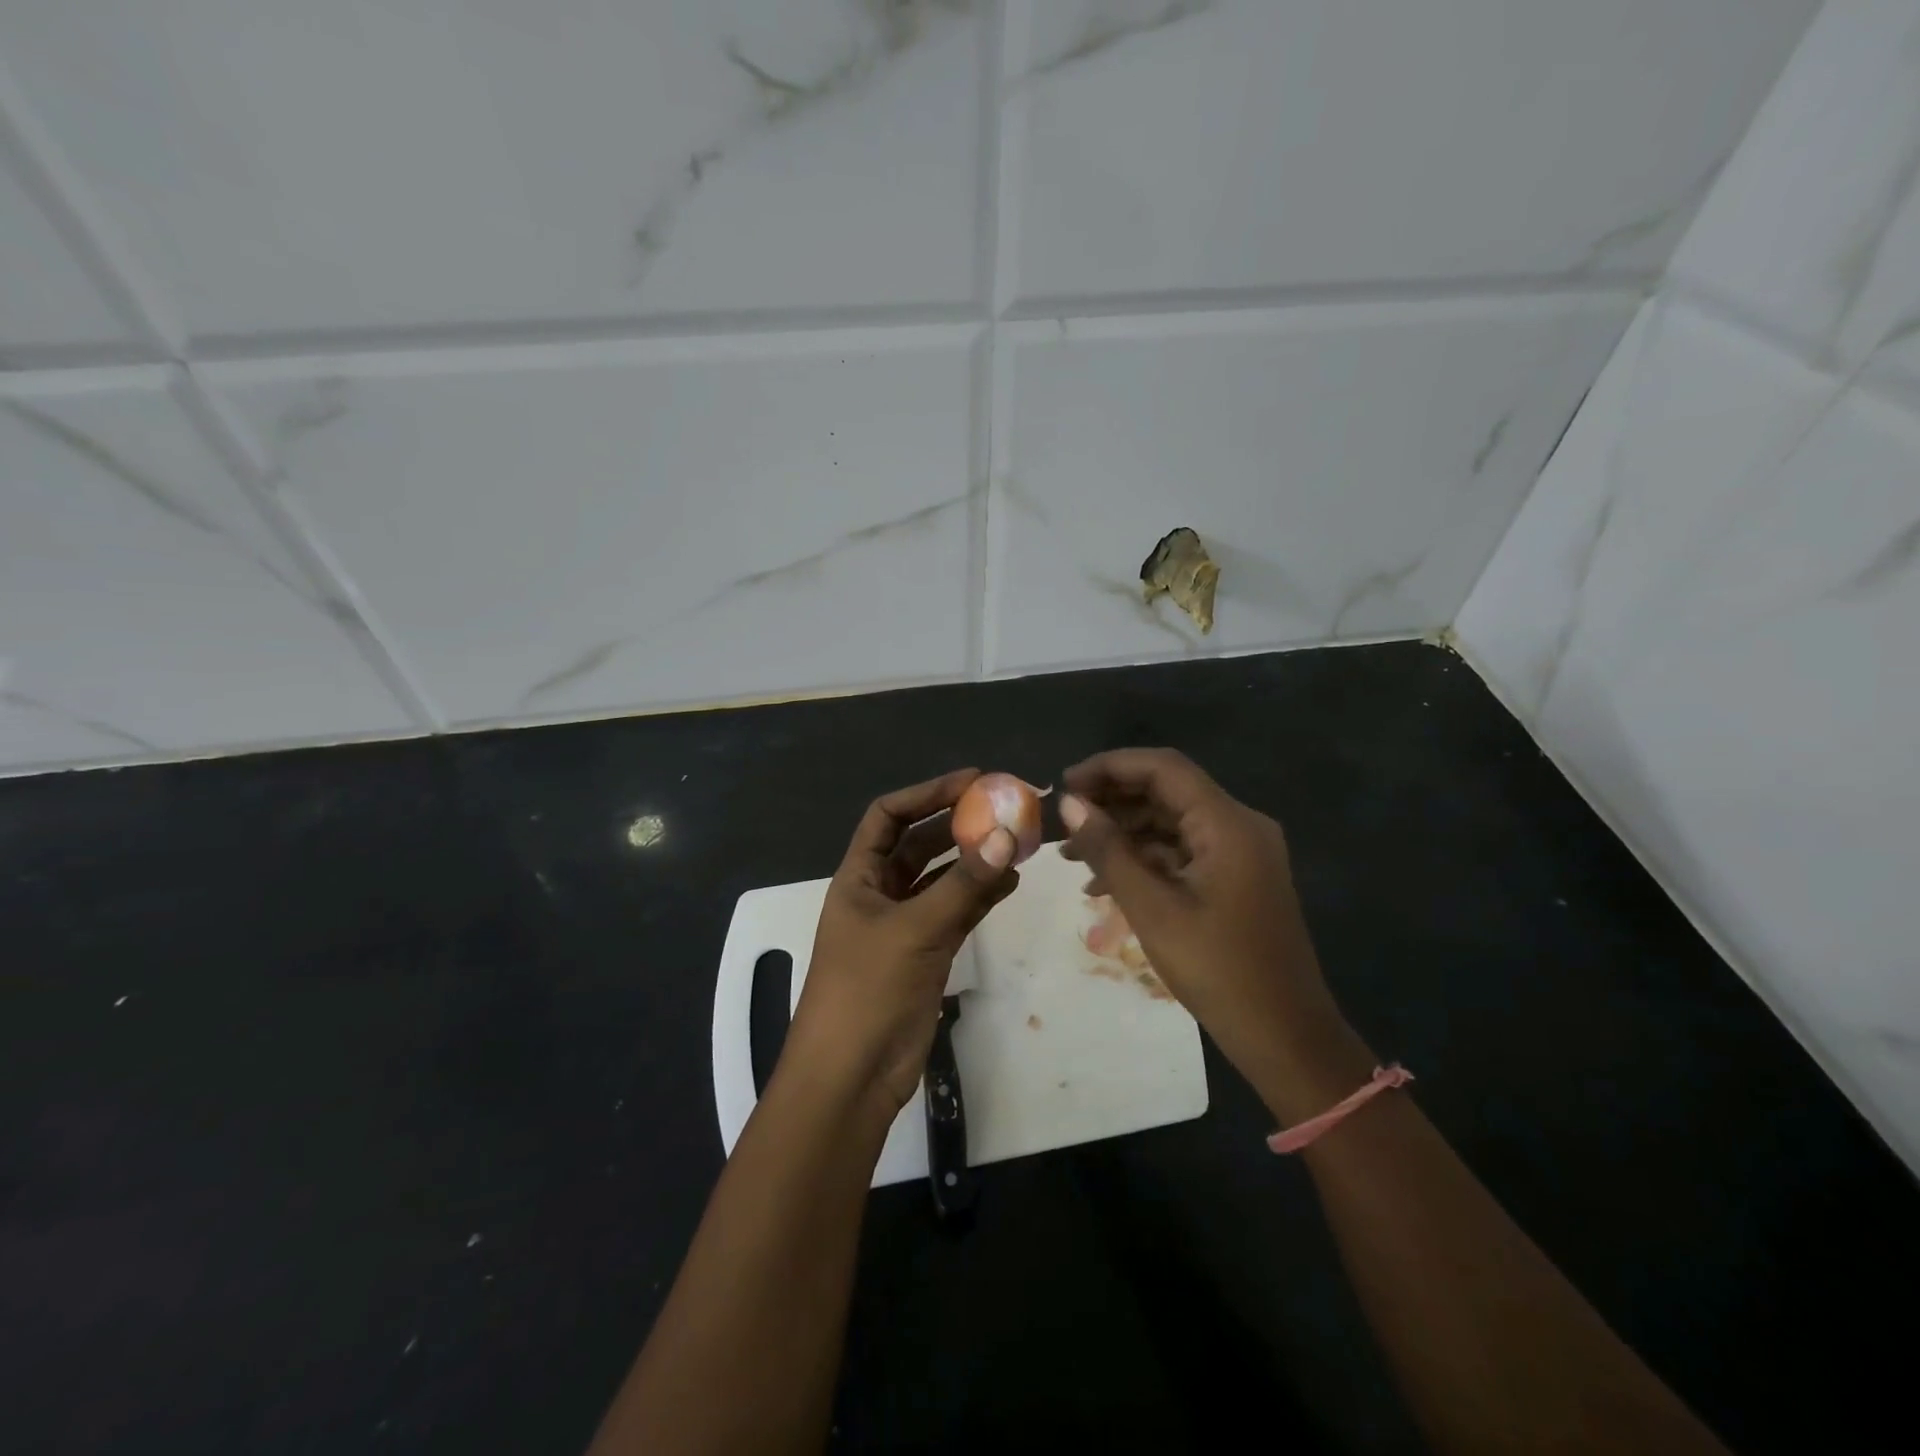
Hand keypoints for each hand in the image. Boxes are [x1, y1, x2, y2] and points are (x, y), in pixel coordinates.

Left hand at [783, 769, 1019, 1118]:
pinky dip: (980, 895)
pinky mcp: (925, 954)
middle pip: (920, 844)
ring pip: (943, 879)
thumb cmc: (868, 991)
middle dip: (958, 825)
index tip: (972, 781)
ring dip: (975, 860)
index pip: (889, 816)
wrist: (852, 1076)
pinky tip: (1010, 882)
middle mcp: (879, 894)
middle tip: (1004, 809)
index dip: (927, 793)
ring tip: (1017, 843)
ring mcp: (903, 925)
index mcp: (859, 878)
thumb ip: (964, 884)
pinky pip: (956, 912)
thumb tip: (1007, 835)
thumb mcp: (916, 930)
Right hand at [1058, 749, 1354, 1101]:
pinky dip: (1143, 859)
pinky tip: (1103, 883)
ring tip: (1071, 856)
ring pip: (1170, 823)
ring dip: (1122, 834)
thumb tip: (1070, 805)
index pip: (1163, 768)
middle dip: (1111, 802)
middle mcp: (1238, 826)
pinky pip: (1182, 851)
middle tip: (1063, 821)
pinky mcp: (1235, 878)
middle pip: (1166, 791)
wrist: (1285, 1037)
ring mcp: (1240, 852)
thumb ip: (1109, 850)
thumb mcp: (1152, 909)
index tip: (1064, 784)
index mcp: (1228, 824)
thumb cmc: (1218, 971)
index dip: (1109, 767)